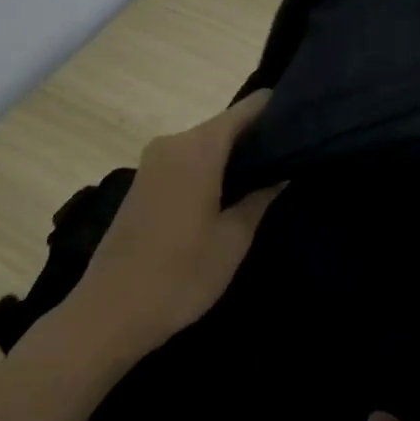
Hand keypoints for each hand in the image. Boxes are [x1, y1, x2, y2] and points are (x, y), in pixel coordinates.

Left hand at [69, 91, 284, 358]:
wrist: (110, 311)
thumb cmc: (180, 276)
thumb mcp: (233, 239)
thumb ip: (261, 196)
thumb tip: (283, 169)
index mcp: (198, 148)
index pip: (248, 109)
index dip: (279, 111)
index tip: (309, 123)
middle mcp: (173, 142)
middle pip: (226, 125)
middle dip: (260, 137)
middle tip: (299, 157)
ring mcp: (153, 161)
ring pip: (207, 145)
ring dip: (236, 156)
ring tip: (275, 175)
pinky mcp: (144, 182)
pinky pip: (188, 161)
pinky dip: (213, 168)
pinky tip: (235, 192)